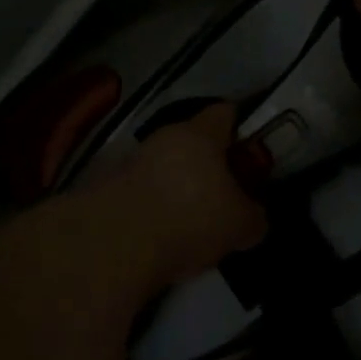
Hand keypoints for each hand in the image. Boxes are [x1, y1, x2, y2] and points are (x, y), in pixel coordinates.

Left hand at [97, 103, 267, 289]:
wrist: (111, 246)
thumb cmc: (189, 219)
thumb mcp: (239, 226)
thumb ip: (253, 217)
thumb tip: (254, 218)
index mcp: (200, 133)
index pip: (226, 113)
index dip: (241, 129)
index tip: (250, 153)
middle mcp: (165, 136)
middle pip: (193, 142)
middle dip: (209, 165)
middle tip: (224, 195)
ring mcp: (131, 161)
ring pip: (165, 167)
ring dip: (178, 188)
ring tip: (191, 224)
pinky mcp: (106, 189)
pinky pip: (142, 192)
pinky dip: (154, 209)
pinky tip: (162, 238)